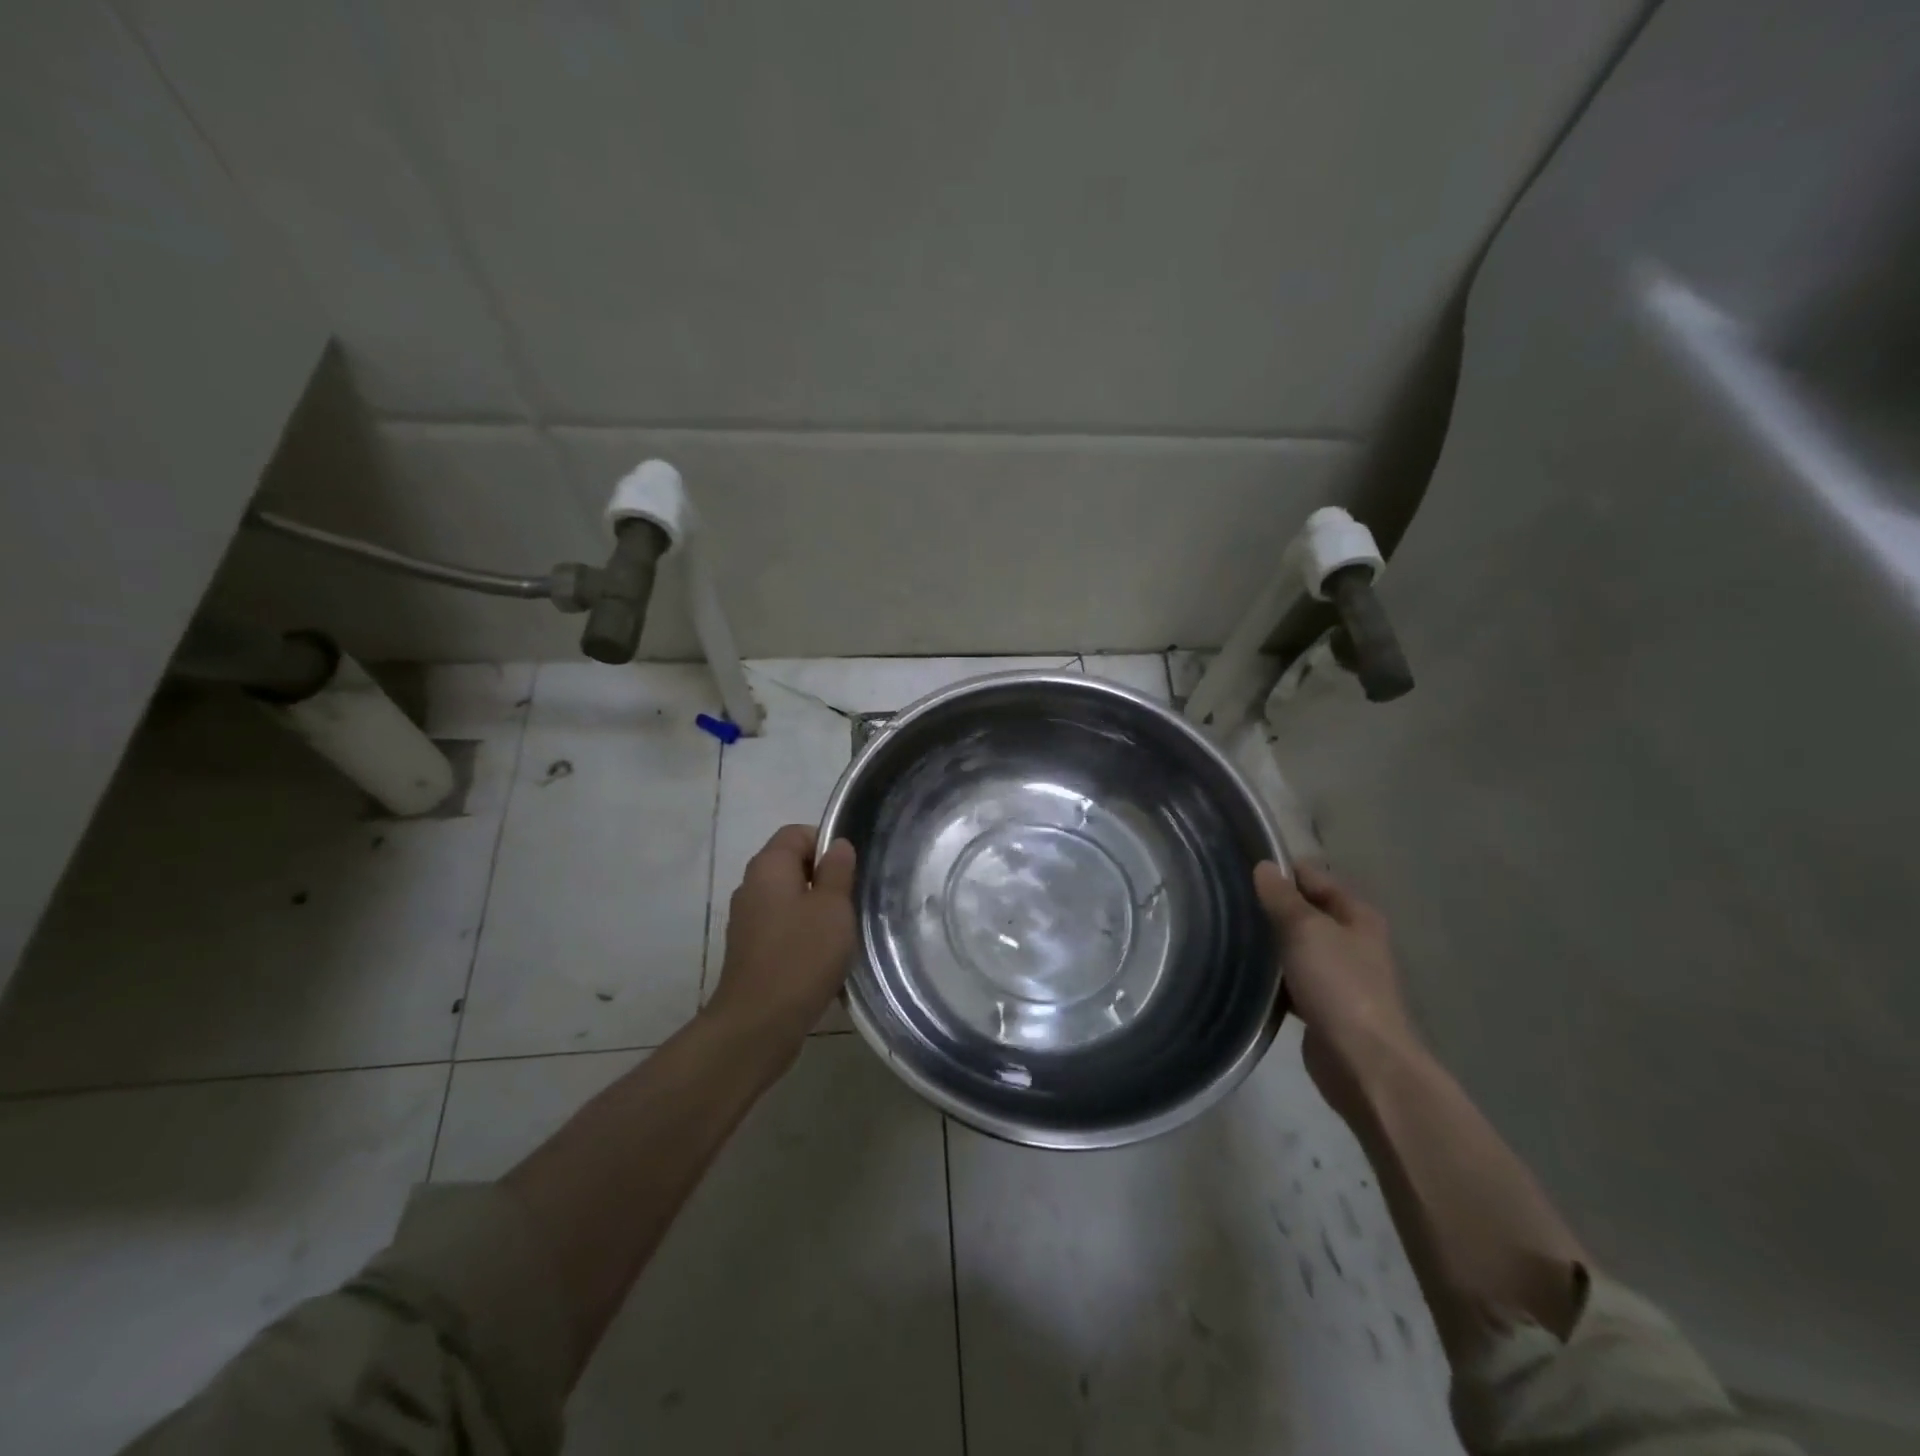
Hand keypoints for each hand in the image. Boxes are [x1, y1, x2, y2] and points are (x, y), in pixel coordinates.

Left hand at [707, 825, 856, 1056]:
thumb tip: (837, 845)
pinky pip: (782, 929)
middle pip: (792, 866)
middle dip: (824, 880)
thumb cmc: (801, 956)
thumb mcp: (832, 908)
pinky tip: (822, 960)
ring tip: (841, 935)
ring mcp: (747, 921)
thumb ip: (837, 871)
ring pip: (789, 900)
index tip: (850, 872)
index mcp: (768, 867)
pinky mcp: (749, 951)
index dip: (826, 844)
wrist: (758, 1024)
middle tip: (851, 903)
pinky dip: (802, 937)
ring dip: (816, 912)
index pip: (797, 833)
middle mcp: (751, 887)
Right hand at [1254, 860, 1420, 1123]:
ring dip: (1270, 942)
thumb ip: (1283, 898)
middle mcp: (1352, 941)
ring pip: (1297, 946)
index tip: (1241, 868)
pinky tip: (1244, 972)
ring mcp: (1339, 976)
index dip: (1282, 870)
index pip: (1315, 877)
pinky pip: (1292, 979)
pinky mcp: (1323, 1006)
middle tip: (1228, 900)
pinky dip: (1272, 975)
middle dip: (1272, 906)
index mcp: (1357, 915)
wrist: (1363, 1063)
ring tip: (1228, 930)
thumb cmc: (1339, 985)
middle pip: (1306, 911)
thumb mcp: (1306, 930)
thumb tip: (1264, 866)